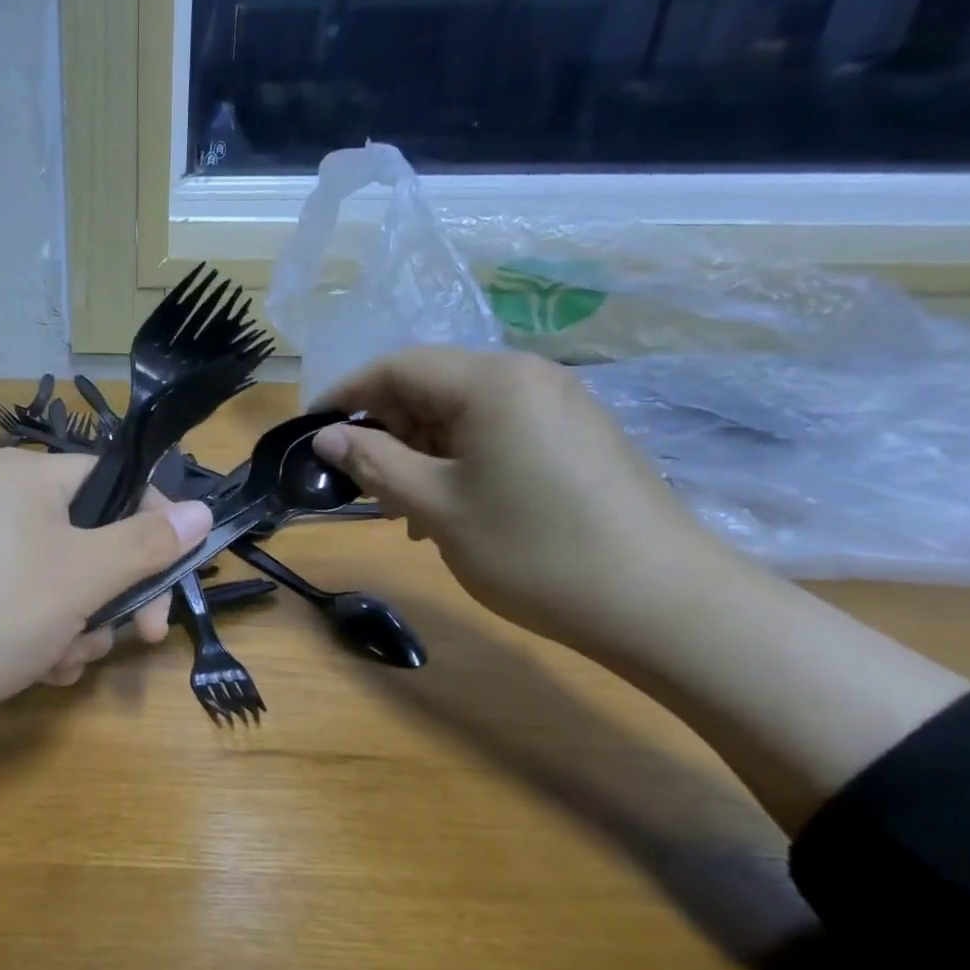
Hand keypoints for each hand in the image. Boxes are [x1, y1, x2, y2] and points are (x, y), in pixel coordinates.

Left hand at [0, 449, 211, 766]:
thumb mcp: (82, 574)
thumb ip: (147, 543)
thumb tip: (202, 510)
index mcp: (28, 478)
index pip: (116, 481)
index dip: (154, 525)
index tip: (177, 575)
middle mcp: (7, 510)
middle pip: (97, 541)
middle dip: (118, 594)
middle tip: (144, 634)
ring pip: (72, 588)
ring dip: (82, 628)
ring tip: (60, 655)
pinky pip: (37, 615)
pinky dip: (48, 644)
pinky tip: (37, 670)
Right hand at [313, 346, 719, 650]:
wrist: (660, 602)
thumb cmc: (533, 549)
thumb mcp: (437, 506)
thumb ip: (374, 463)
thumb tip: (326, 437)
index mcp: (492, 381)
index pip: (397, 367)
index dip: (346, 395)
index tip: (309, 433)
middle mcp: (528, 378)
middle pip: (432, 387)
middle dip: (386, 431)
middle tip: (359, 486)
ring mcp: (559, 407)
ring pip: (463, 416)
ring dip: (420, 454)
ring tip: (403, 510)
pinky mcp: (577, 438)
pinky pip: (497, 435)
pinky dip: (460, 463)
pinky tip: (453, 510)